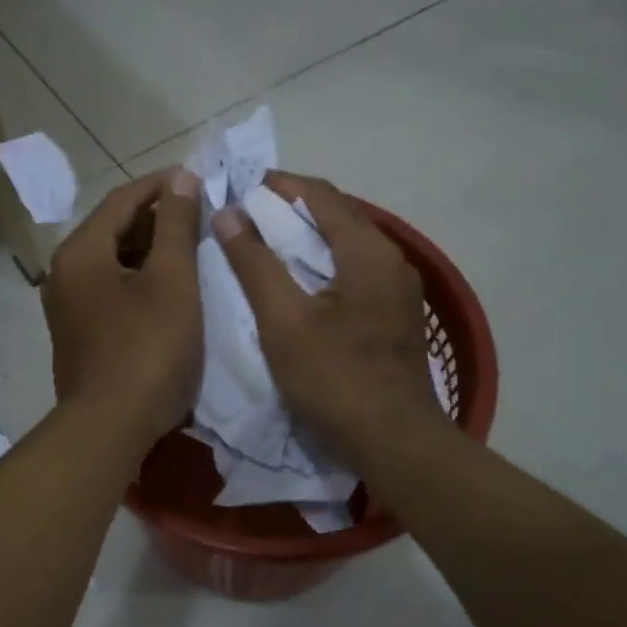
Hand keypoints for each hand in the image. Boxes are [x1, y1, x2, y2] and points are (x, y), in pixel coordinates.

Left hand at [43, 168, 204, 452]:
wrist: (110, 428)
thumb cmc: (147, 349)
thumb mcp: (171, 281)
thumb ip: (177, 226)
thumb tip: (182, 180)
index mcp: (80, 253)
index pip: (121, 201)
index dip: (161, 185)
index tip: (197, 178)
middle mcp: (64, 274)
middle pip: (113, 230)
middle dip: (157, 218)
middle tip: (200, 214)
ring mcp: (68, 308)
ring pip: (112, 262)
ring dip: (150, 250)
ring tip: (191, 247)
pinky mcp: (79, 336)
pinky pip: (110, 291)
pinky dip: (139, 280)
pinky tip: (169, 288)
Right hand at [211, 172, 437, 469]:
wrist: (394, 443)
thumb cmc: (335, 378)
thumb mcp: (283, 320)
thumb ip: (254, 263)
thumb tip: (228, 213)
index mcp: (369, 251)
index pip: (321, 195)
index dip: (279, 184)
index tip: (239, 184)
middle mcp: (391, 261)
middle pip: (337, 217)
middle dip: (290, 210)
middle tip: (245, 215)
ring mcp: (399, 291)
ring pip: (346, 247)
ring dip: (306, 239)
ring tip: (264, 245)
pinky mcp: (395, 318)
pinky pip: (354, 273)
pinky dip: (322, 266)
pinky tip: (298, 284)